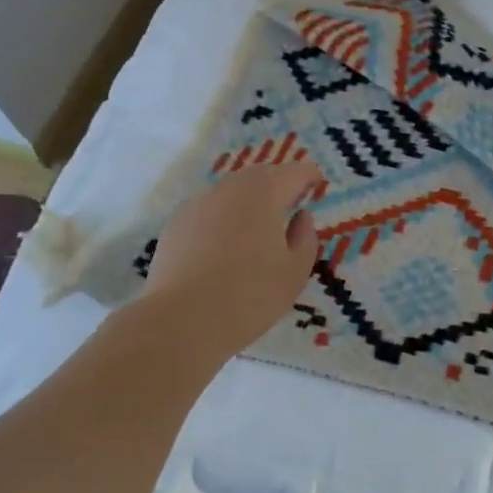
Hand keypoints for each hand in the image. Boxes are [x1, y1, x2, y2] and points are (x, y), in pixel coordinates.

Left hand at [141, 160, 323, 352]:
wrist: (181, 320)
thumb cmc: (249, 295)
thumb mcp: (294, 273)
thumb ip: (305, 239)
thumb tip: (301, 217)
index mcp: (264, 193)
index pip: (293, 172)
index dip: (308, 175)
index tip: (317, 182)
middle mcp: (230, 189)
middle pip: (259, 176)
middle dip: (277, 183)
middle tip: (290, 198)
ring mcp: (198, 204)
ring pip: (230, 192)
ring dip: (248, 200)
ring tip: (257, 222)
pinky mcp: (175, 224)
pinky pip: (208, 211)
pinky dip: (222, 217)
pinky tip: (223, 243)